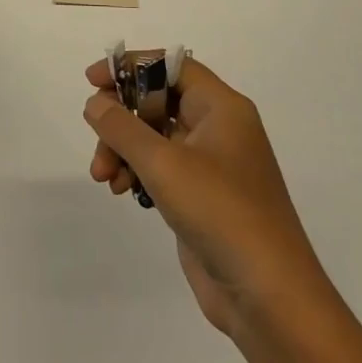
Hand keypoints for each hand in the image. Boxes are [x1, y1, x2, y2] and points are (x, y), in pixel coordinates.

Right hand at [85, 57, 332, 341]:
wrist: (268, 296)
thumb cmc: (220, 212)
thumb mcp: (163, 163)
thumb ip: (122, 127)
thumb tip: (95, 103)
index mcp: (222, 108)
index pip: (172, 67)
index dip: (131, 66)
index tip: (93, 81)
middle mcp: (219, 128)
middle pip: (159, 102)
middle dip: (122, 120)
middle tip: (96, 140)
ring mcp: (212, 165)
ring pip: (155, 138)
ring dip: (124, 150)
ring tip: (104, 179)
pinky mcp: (203, 197)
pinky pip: (162, 168)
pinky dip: (137, 173)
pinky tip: (122, 192)